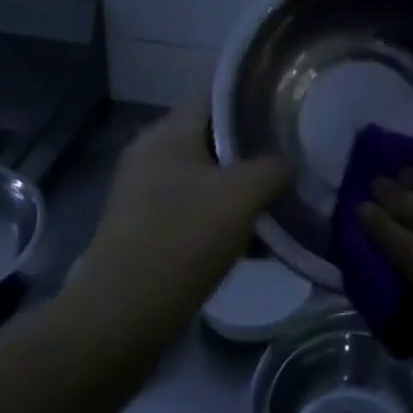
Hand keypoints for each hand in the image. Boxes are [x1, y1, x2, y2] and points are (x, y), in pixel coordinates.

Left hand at [77, 99, 291, 343]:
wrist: (120, 319)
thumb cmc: (181, 239)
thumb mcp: (241, 195)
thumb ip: (273, 168)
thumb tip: (287, 164)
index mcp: (167, 132)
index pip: (215, 93)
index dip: (253, 94)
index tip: (289, 104)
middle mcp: (150, 154)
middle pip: (211, 136)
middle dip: (252, 146)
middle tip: (293, 154)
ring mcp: (142, 194)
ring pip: (204, 176)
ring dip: (239, 186)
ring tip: (279, 197)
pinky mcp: (143, 230)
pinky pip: (191, 209)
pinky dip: (220, 215)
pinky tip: (251, 237)